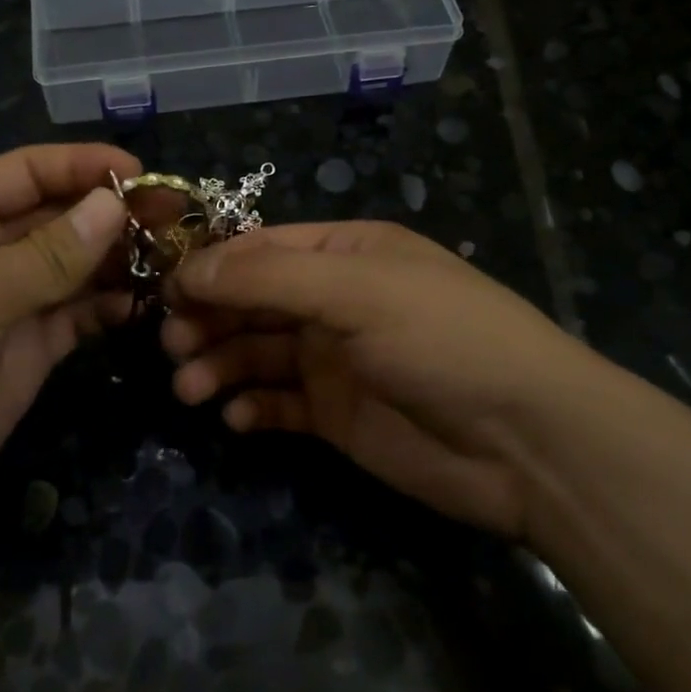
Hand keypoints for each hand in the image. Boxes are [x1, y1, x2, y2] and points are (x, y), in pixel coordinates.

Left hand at [0, 144, 136, 565]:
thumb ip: (48, 253)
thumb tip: (114, 205)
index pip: (29, 171)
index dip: (86, 167)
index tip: (148, 175)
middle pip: (58, 218)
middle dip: (114, 215)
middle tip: (179, 222)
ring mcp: (2, 307)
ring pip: (73, 269)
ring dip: (119, 261)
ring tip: (175, 262)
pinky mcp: (20, 356)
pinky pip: (73, 318)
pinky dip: (107, 308)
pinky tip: (143, 306)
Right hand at [164, 220, 604, 538]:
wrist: (527, 442)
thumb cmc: (443, 340)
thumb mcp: (357, 291)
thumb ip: (268, 278)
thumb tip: (187, 269)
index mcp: (346, 254)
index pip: (261, 248)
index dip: (211, 266)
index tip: (164, 291)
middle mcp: (336, 300)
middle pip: (252, 301)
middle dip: (208, 319)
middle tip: (171, 345)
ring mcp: (336, 360)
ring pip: (258, 353)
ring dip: (220, 365)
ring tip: (190, 388)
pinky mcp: (337, 415)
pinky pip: (279, 404)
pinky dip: (252, 408)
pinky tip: (237, 419)